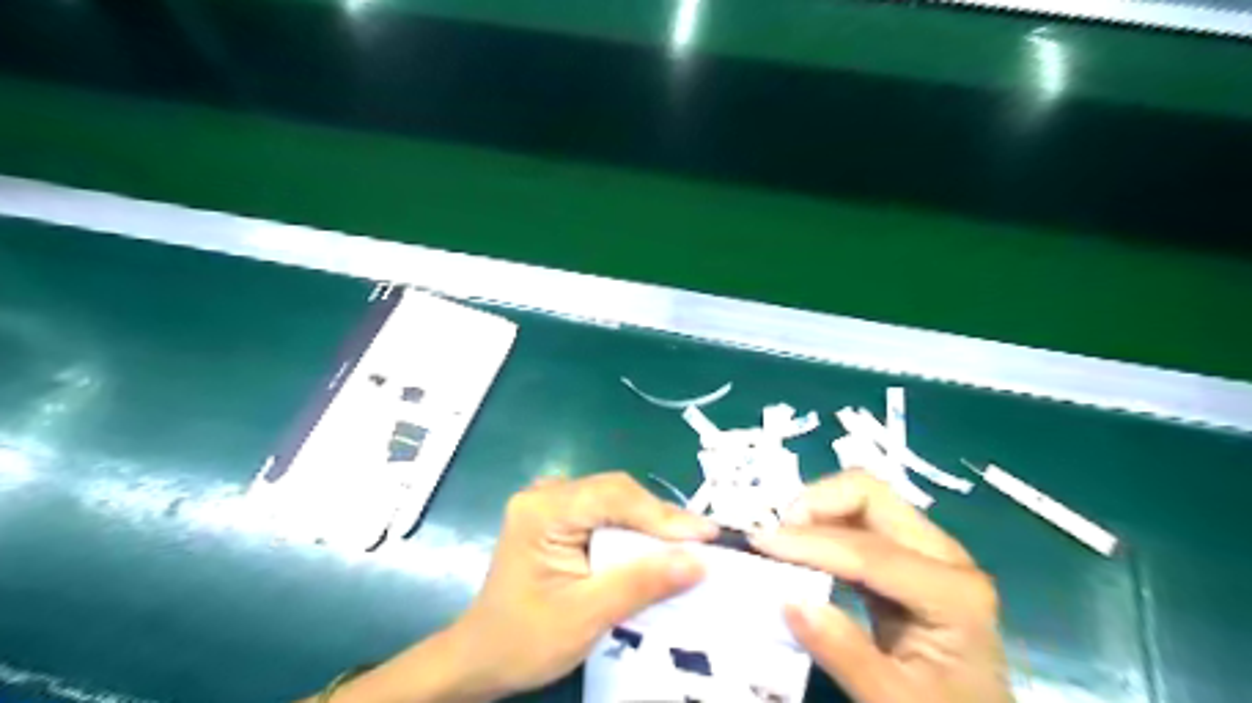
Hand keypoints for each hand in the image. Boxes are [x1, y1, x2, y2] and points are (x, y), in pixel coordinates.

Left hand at [317, 473, 713, 701]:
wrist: (482, 657)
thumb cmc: (525, 639)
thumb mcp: (586, 615)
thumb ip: (641, 583)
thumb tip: (698, 560)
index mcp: (543, 510)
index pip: (613, 497)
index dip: (662, 515)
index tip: (705, 536)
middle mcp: (546, 494)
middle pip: (616, 493)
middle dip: (660, 518)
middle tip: (703, 541)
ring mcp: (550, 502)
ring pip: (615, 500)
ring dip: (651, 523)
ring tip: (688, 543)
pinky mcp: (558, 516)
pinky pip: (605, 512)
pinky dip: (634, 529)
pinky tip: (655, 545)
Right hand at [747, 468, 1008, 701]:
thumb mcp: (895, 701)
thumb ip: (844, 653)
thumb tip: (788, 601)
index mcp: (953, 593)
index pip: (870, 550)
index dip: (810, 543)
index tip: (758, 543)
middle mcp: (944, 556)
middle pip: (871, 495)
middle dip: (815, 503)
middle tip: (775, 536)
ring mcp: (927, 550)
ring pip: (862, 500)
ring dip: (816, 511)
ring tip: (781, 542)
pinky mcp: (906, 555)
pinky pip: (858, 522)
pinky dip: (823, 527)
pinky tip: (801, 552)